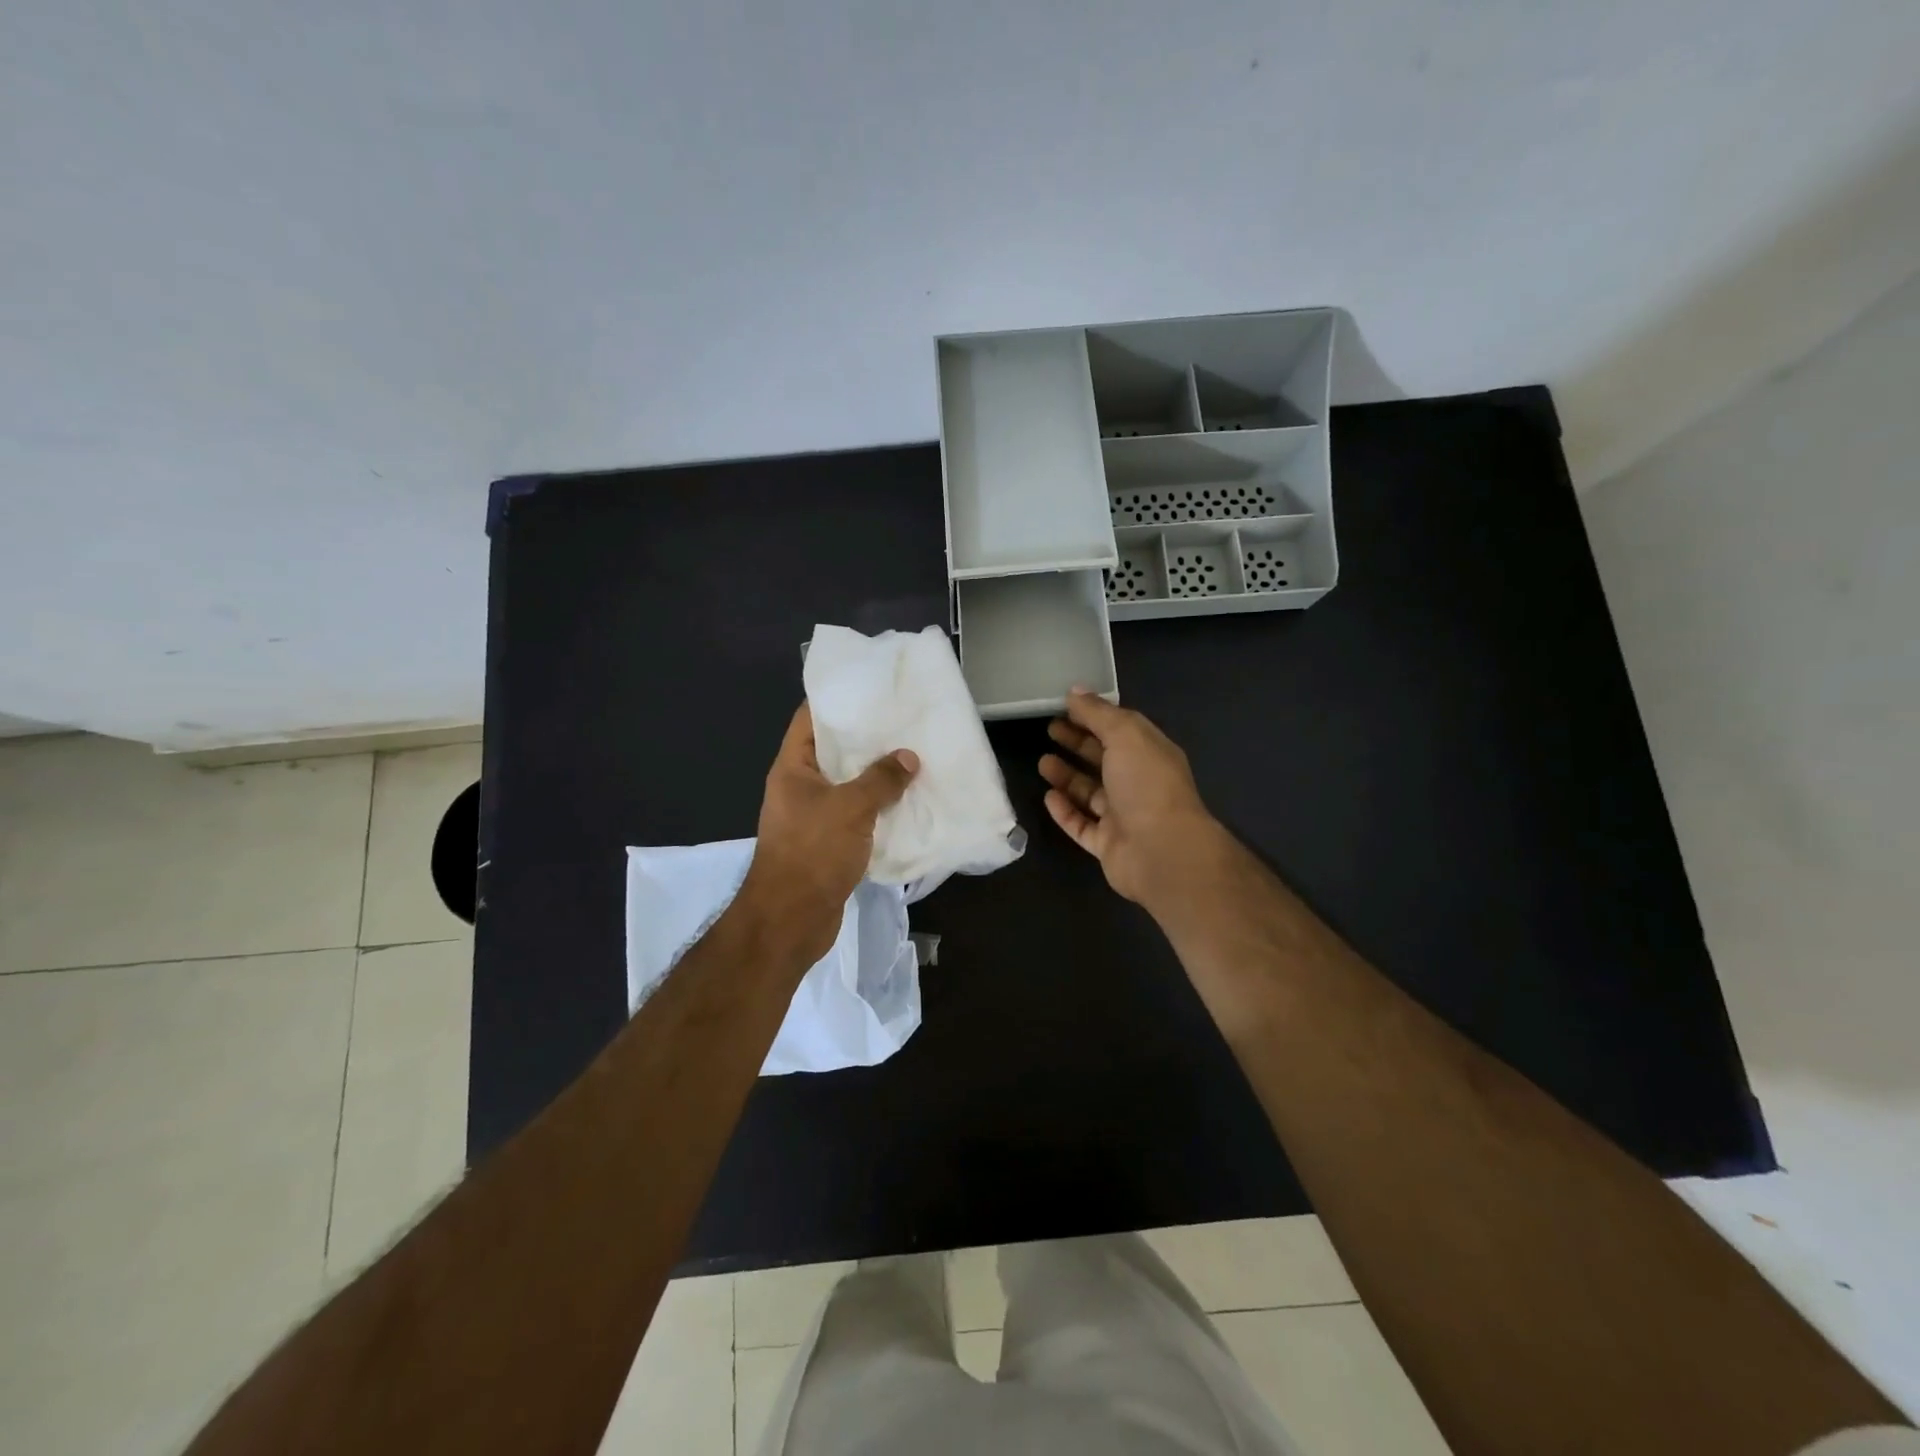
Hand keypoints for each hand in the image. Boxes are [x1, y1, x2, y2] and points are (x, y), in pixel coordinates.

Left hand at [737, 702, 918, 964]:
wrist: (791, 920)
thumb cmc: (812, 853)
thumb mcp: (850, 809)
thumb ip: (881, 780)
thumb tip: (908, 758)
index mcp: (793, 768)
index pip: (809, 719)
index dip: (837, 701)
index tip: (872, 689)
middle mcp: (800, 788)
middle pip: (834, 752)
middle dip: (867, 739)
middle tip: (904, 722)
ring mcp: (814, 816)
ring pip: (849, 785)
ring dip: (877, 776)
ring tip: (914, 757)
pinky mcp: (829, 843)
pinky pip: (857, 815)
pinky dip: (879, 808)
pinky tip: (909, 801)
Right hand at [1039, 689, 1225, 909]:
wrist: (1162, 852)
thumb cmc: (1146, 784)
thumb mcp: (1125, 735)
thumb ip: (1098, 713)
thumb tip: (1075, 690)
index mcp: (1150, 753)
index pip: (1119, 729)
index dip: (1093, 716)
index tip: (1063, 706)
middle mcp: (1139, 783)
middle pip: (1104, 759)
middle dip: (1078, 742)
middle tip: (1048, 729)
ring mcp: (1124, 817)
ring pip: (1091, 793)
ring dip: (1067, 776)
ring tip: (1042, 762)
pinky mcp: (1108, 845)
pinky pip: (1082, 825)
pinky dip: (1065, 811)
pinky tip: (1048, 797)